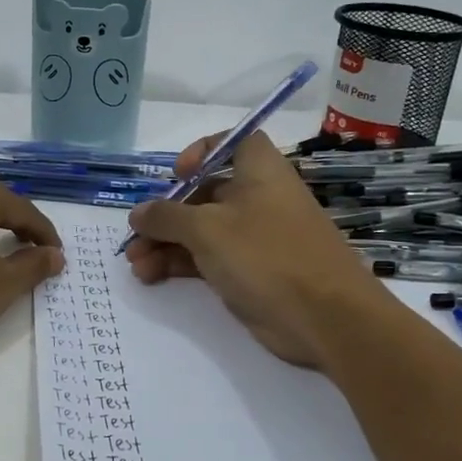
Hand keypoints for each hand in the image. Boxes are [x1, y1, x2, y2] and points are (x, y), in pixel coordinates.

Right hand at [124, 132, 395, 367]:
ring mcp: (256, 237)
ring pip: (202, 231)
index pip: (233, 142)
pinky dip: (181, 264)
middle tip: (136, 236)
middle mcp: (258, 198)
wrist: (325, 318)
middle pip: (205, 193)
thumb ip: (166, 217)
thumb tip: (139, 212)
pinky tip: (151, 277)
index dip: (203, 151)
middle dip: (166, 213)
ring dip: (166, 243)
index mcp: (259, 171)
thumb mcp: (207, 229)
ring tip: (136, 265)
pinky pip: (209, 259)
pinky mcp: (252, 272)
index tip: (177, 174)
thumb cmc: (266, 254)